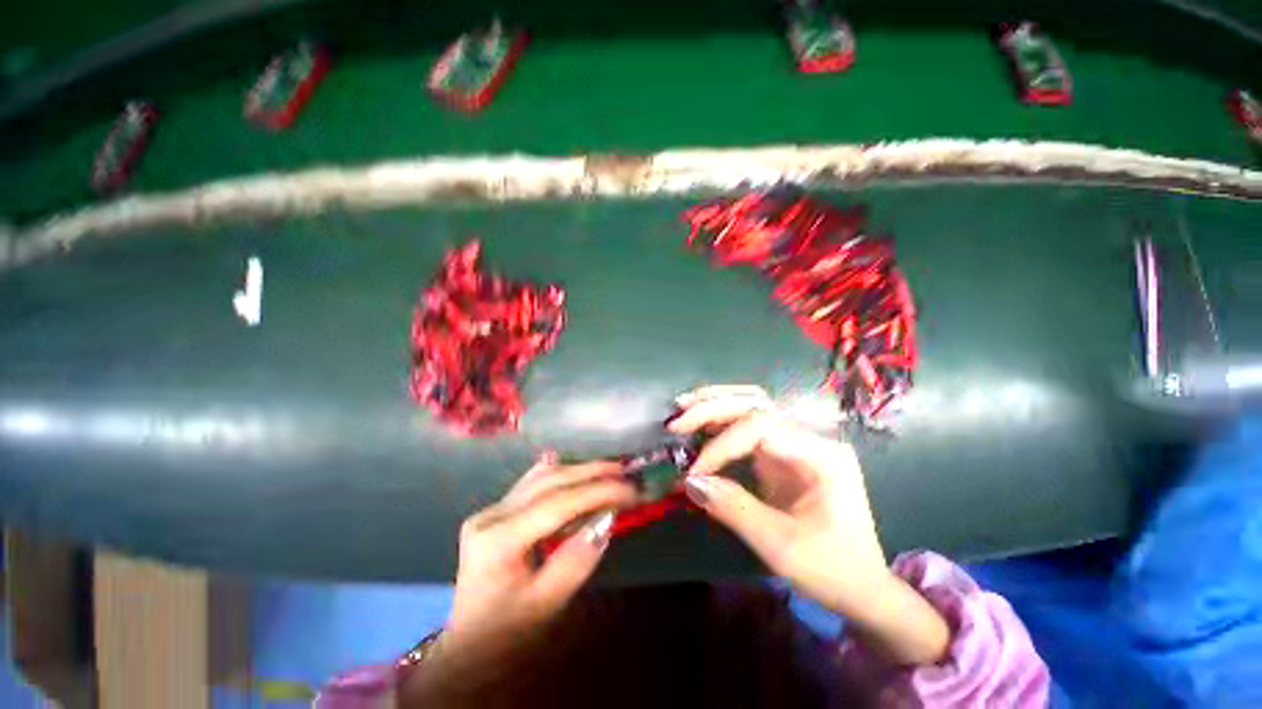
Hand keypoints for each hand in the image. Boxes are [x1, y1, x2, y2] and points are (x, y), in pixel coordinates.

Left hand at [446, 454, 635, 650]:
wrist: (467, 648)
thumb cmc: (505, 636)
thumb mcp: (545, 607)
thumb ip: (576, 562)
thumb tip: (606, 520)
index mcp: (499, 541)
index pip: (558, 504)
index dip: (598, 492)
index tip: (631, 490)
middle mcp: (492, 515)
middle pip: (550, 482)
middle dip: (592, 473)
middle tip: (626, 472)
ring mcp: (491, 510)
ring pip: (542, 477)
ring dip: (579, 470)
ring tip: (610, 470)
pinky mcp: (497, 512)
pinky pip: (532, 483)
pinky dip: (558, 473)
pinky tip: (570, 464)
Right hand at [669, 385, 948, 664]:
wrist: (861, 586)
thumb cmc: (831, 569)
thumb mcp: (780, 547)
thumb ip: (733, 508)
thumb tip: (690, 481)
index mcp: (822, 455)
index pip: (761, 428)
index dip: (721, 446)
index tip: (694, 472)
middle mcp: (811, 437)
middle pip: (756, 405)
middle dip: (712, 409)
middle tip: (676, 421)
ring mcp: (798, 442)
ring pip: (752, 405)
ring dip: (715, 404)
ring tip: (683, 406)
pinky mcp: (784, 452)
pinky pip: (748, 425)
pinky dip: (721, 421)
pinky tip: (700, 422)